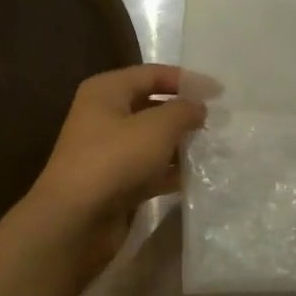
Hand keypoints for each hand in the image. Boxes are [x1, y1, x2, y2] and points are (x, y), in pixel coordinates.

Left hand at [24, 64, 206, 277]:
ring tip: (215, 148)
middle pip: (152, 106)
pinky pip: (149, 169)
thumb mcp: (156, 128)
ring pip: (152, 140)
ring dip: (181, 144)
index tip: (220, 93)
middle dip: (184, 113)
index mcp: (107, 91)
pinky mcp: (115, 182)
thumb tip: (198, 108)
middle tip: (220, 121)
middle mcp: (104, 116)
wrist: (75, 220)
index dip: (187, 80)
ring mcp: (108, 151)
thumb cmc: (114, 160)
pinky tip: (198, 177)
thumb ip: (183, 111)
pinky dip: (171, 171)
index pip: (153, 74)